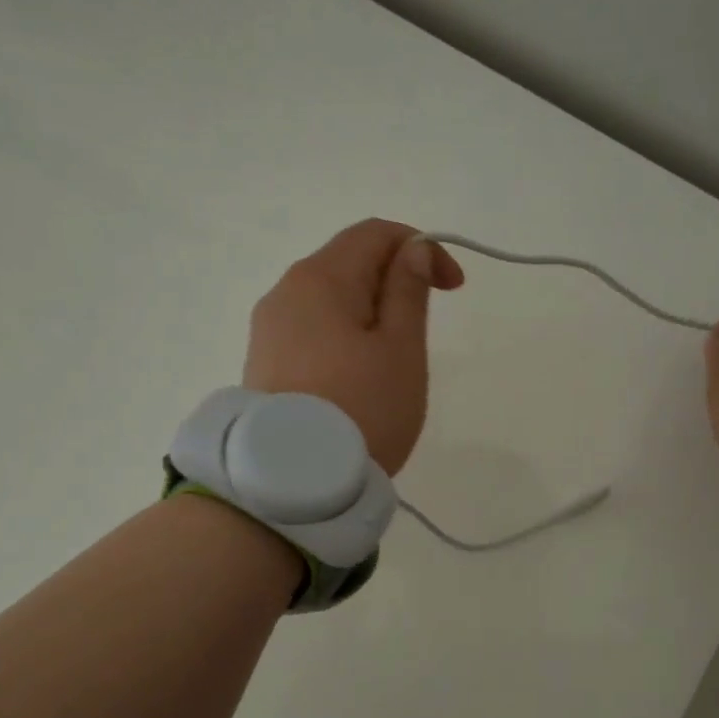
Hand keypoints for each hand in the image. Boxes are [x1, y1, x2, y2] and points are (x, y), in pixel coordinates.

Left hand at [245, 219, 463, 474]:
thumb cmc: (362, 409)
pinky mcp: (264, 363)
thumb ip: (408, 292)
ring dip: (370, 313)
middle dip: (395, 282)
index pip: (376, 234)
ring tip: (393, 362)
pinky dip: (344, 337)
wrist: (293, 484)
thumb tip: (412, 250)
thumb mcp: (401, 350)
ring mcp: (269, 329)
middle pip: (349, 263)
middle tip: (424, 330)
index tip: (454, 289)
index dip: (422, 248)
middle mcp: (285, 292)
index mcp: (321, 278)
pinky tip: (357, 378)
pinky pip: (312, 331)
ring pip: (330, 300)